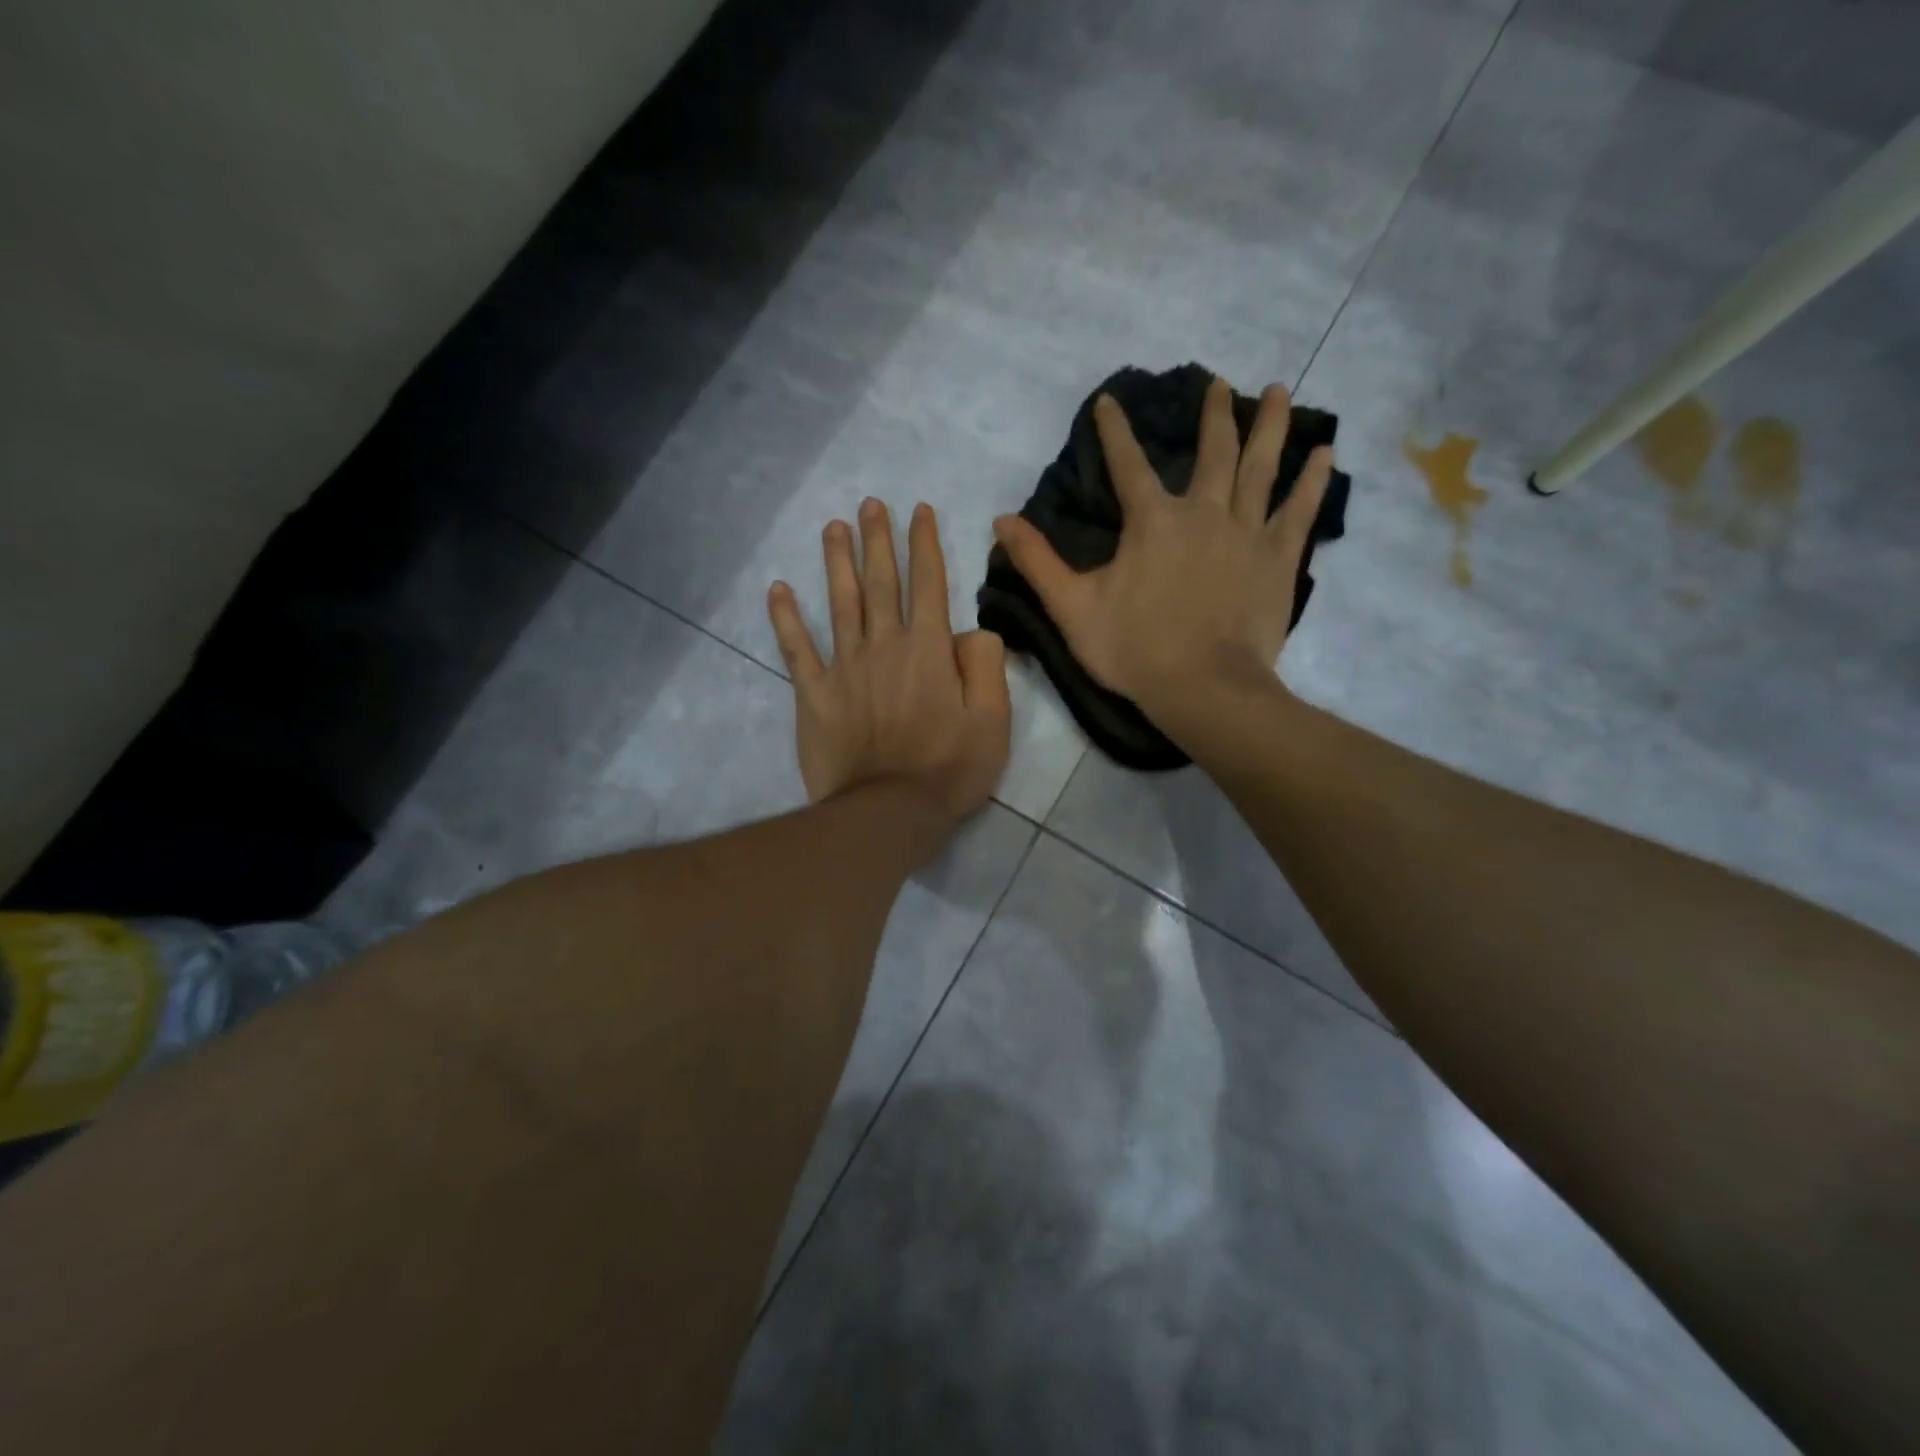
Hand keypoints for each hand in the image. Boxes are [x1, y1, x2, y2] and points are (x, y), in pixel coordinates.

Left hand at [768, 499, 1011, 832]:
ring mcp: (844, 667)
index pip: (928, 584)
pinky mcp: (813, 694)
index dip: (923, 544)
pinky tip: (777, 590)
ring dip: (836, 562)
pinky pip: (796, 649)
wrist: (887, 811)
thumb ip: (986, 666)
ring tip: (833, 527)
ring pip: (839, 603)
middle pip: (879, 583)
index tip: (917, 510)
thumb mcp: (993, 721)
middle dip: (877, 540)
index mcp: (929, 650)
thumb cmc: (948, 769)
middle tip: (869, 503)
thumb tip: (971, 631)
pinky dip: (786, 619)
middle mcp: (884, 646)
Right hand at [991, 377, 1333, 718]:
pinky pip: (1298, 510)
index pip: (1127, 464)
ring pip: (1260, 467)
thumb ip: (1038, 562)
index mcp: (1152, 522)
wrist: (1203, 688)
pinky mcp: (1278, 558)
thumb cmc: (1134, 649)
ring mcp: (1246, 532)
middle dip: (1212, 415)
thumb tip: (1001, 520)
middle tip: (1219, 383)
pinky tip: (1324, 454)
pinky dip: (1312, 480)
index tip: (1109, 400)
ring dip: (1268, 426)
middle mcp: (1203, 512)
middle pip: (1211, 452)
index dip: (1114, 431)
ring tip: (1277, 392)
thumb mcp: (1072, 608)